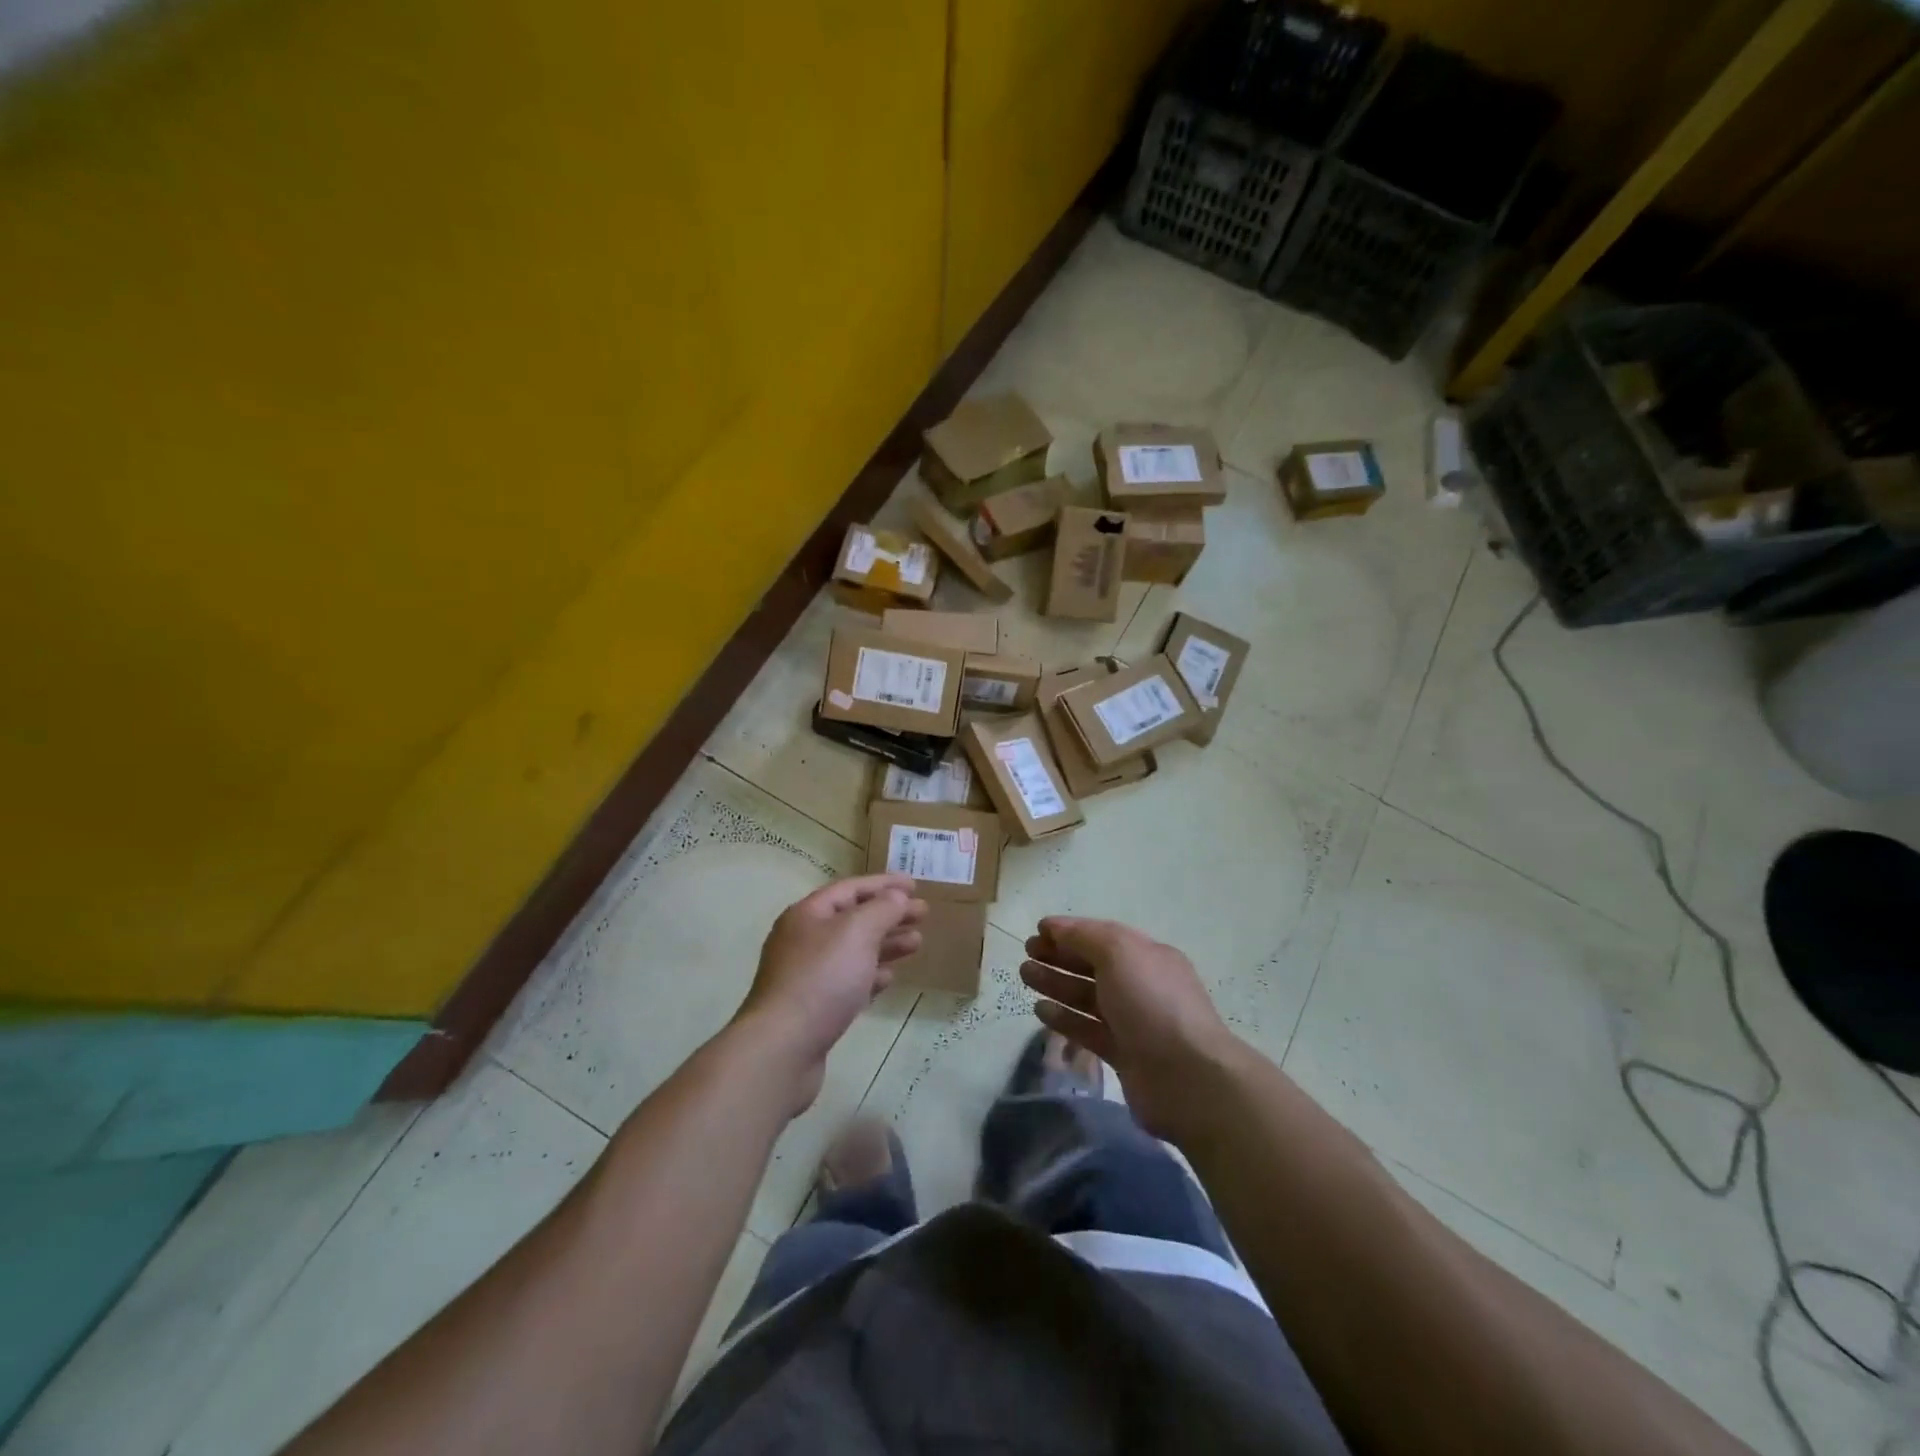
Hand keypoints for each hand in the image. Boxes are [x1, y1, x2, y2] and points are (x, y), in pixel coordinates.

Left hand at [736, 874, 925, 1114]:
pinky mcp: (814, 1007)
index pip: (850, 889)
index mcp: (808, 914)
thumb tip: (896, 896)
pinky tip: (889, 977)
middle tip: (923, 914)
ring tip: (916, 943)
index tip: (915, 885)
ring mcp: (807, 975)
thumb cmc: (821, 979)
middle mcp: (804, 940)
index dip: (883, 884)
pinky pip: (848, 981)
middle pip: (853, 919)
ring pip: (853, 951)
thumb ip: (881, 909)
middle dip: (889, 914)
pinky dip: (871, 975)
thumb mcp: (856, 932)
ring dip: (885, 944)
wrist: (783, 1048)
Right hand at [1021, 917, 1237, 1143]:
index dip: (1070, 931)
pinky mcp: (1123, 1054)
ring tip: (1025, 976)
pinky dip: (1064, 1018)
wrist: (1187, 1078)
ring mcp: (1133, 1022)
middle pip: (1093, 965)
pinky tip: (1040, 1010)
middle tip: (1026, 954)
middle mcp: (1141, 985)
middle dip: (1059, 956)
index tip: (1038, 931)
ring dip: (1056, 984)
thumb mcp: (1119, 953)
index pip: (1103, 936)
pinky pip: (1087, 1029)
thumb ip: (1084, 936)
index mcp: (1147, 956)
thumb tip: (1055, 927)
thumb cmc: (1152, 1003)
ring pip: (1087, 997)